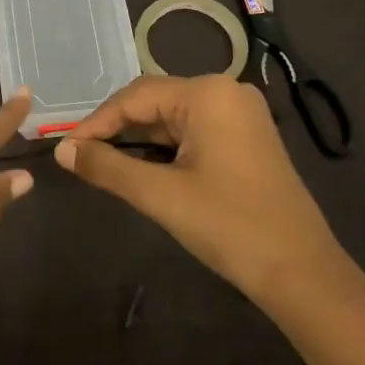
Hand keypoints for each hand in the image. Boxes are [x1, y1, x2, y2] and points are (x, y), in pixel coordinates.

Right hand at [54, 74, 348, 304]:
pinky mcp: (248, 136)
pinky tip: (147, 168)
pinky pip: (194, 130)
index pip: (134, 96)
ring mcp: (241, 113)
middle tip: (83, 158)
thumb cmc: (229, 226)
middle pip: (154, 101)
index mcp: (208, 93)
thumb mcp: (160, 195)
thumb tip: (63, 150)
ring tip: (107, 165)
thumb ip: (106, 167)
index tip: (67, 149)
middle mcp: (226, 91)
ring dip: (140, 140)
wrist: (302, 273)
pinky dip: (166, 147)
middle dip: (118, 129)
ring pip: (173, 117)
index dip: (96, 122)